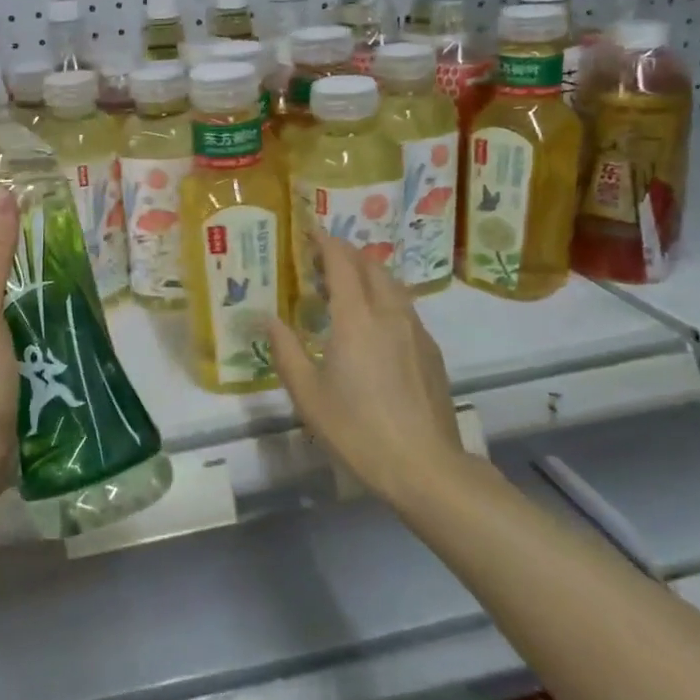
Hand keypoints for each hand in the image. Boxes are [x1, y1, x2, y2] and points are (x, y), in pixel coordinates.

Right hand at [267, 227, 467, 504]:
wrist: (425, 468)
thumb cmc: (357, 430)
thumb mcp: (307, 394)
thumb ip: (286, 350)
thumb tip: (268, 318)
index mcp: (356, 319)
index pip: (342, 263)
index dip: (325, 242)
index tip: (310, 231)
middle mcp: (389, 314)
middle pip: (371, 267)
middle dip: (346, 254)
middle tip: (321, 259)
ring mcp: (416, 332)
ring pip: (393, 285)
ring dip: (368, 274)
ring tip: (345, 287)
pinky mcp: (431, 352)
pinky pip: (405, 308)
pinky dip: (384, 298)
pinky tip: (373, 324)